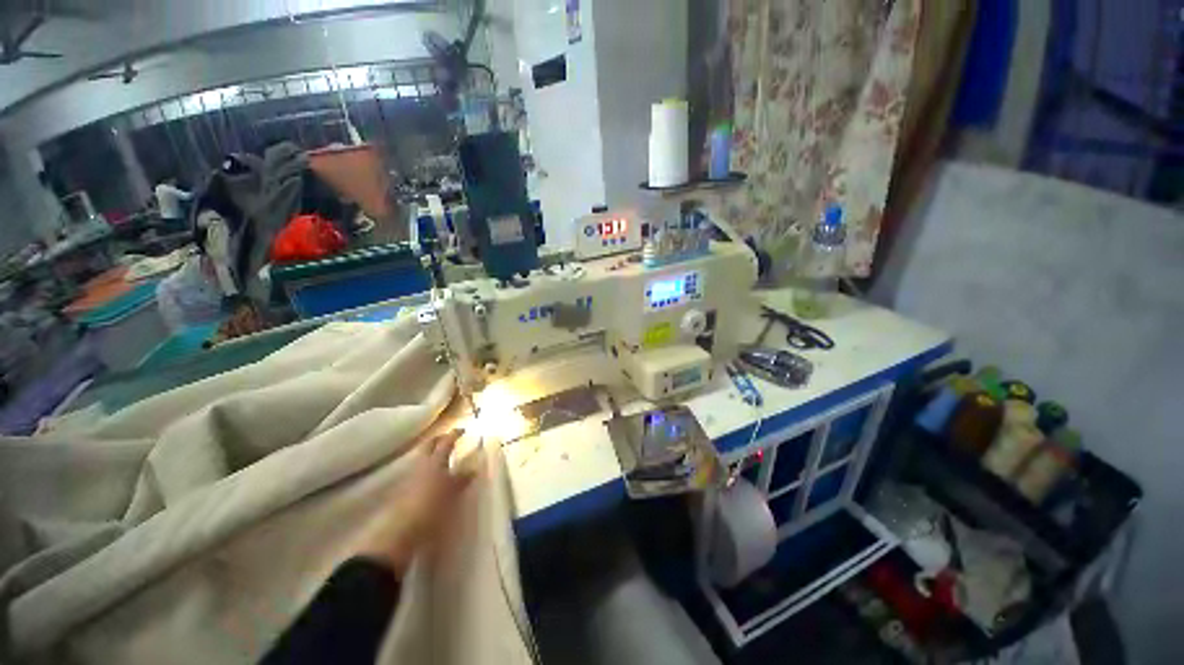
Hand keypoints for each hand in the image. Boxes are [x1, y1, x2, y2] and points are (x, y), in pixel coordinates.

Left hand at [356, 429, 474, 573]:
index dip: (454, 435)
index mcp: (434, 463)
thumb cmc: (429, 510)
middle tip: (450, 438)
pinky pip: (419, 471)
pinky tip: (434, 476)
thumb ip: (460, 481)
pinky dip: (428, 468)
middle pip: (429, 446)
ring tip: (444, 456)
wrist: (398, 535)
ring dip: (432, 454)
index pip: (445, 442)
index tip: (463, 430)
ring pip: (423, 459)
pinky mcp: (405, 491)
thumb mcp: (450, 495)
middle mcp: (421, 466)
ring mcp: (410, 478)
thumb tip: (472, 469)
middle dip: (439, 440)